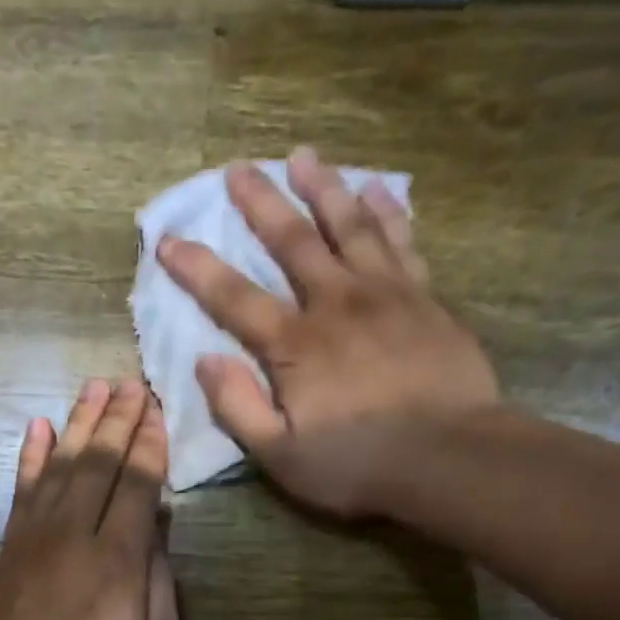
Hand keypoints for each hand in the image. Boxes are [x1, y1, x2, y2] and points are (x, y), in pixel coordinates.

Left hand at [0, 379, 181, 619]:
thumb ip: (158, 581)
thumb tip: (156, 524)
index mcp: (119, 559)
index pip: (137, 484)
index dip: (149, 444)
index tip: (156, 409)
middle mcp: (74, 536)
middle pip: (98, 464)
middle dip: (117, 420)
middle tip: (130, 384)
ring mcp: (34, 541)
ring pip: (59, 468)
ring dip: (77, 426)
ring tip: (92, 390)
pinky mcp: (7, 553)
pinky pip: (20, 493)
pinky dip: (30, 459)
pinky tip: (37, 430)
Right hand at [157, 147, 499, 517]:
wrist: (450, 457)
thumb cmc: (357, 464)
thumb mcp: (281, 456)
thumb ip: (239, 407)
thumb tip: (204, 362)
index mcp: (296, 345)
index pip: (234, 297)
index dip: (197, 269)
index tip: (169, 240)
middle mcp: (337, 303)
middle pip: (293, 241)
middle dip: (261, 203)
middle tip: (238, 168)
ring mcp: (387, 294)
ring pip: (350, 225)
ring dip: (324, 188)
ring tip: (305, 155)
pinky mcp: (425, 298)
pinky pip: (401, 240)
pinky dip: (387, 211)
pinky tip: (376, 188)